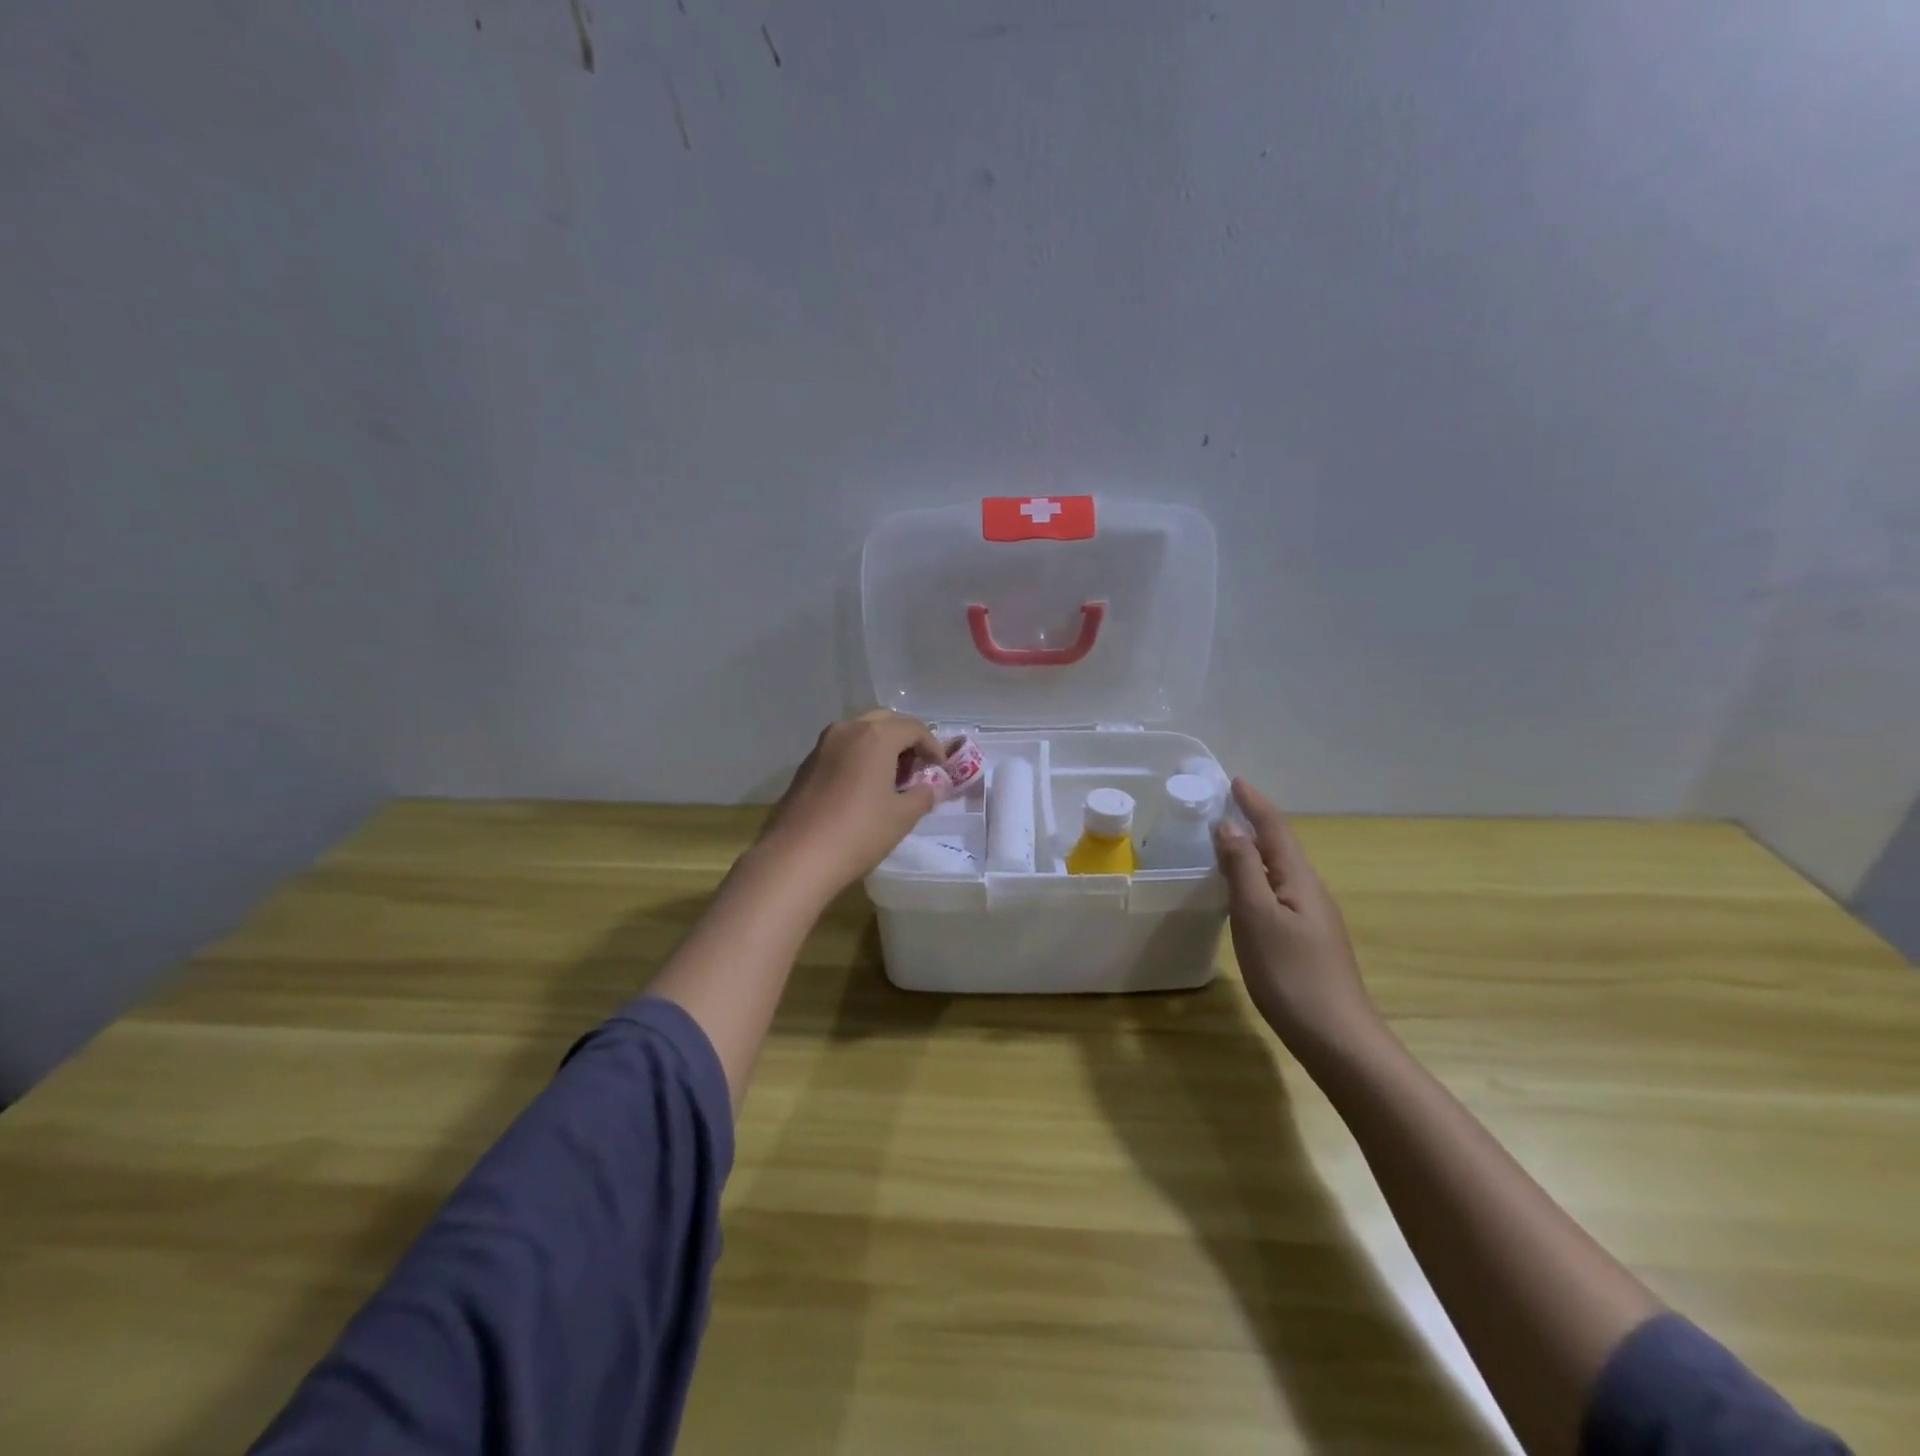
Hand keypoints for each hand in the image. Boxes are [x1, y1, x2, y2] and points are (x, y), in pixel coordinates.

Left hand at [755, 710, 947, 902]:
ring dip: (880, 747)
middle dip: (905, 740)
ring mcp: (822, 745)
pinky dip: (859, 757)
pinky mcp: (806, 764)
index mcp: (876, 736)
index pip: (913, 728)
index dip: (932, 745)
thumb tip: (932, 787)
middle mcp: (847, 730)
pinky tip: (863, 787)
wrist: (797, 857)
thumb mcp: (902, 817)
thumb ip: (923, 795)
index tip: (940, 768)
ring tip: (891, 778)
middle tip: (917, 768)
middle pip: (885, 722)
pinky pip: (842, 749)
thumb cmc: (859, 833)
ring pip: (860, 733)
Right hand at [1213, 779, 1381, 1058]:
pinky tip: (1246, 893)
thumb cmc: (1291, 974)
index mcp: (1299, 880)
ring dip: (1257, 850)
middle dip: (1256, 822)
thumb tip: (1228, 827)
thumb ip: (1242, 870)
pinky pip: (1279, 893)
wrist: (1337, 1038)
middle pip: (1281, 846)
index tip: (1234, 781)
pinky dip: (1259, 878)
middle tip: (1226, 806)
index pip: (1275, 829)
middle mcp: (1310, 892)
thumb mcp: (1257, 917)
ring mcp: (1313, 918)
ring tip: (1229, 842)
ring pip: (1281, 871)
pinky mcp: (1308, 941)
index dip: (1255, 804)